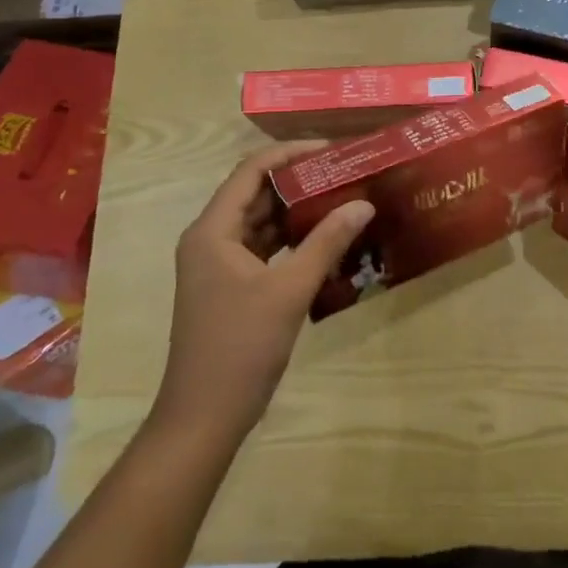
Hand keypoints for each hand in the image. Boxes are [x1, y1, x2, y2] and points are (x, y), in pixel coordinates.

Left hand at [151, 142, 373, 444]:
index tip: (331, 149)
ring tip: (342, 197)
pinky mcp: (230, 287)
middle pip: (256, 194)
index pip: (251, 171)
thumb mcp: (289, 290)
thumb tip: (364, 203)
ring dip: (297, 211)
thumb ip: (326, 242)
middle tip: (345, 172)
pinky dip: (292, 241)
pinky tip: (326, 239)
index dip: (290, 153)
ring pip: (262, 223)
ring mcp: (218, 265)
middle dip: (299, 181)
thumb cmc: (240, 346)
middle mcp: (210, 239)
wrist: (204, 418)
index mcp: (213, 230)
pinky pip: (264, 249)